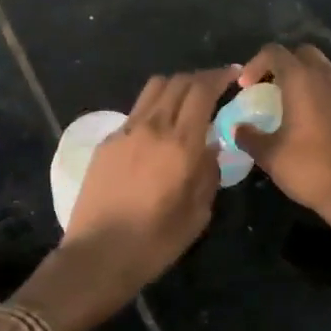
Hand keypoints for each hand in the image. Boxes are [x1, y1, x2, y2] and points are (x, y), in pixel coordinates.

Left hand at [60, 66, 239, 299]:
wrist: (97, 254)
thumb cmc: (155, 242)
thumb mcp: (197, 214)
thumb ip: (209, 174)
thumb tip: (211, 149)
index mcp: (180, 144)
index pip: (201, 91)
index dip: (219, 77)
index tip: (233, 76)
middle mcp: (152, 127)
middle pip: (178, 82)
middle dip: (200, 78)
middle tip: (215, 86)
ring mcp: (125, 132)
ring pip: (153, 89)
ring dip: (175, 86)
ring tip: (187, 101)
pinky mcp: (107, 142)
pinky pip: (136, 112)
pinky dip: (154, 108)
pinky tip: (159, 130)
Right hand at [232, 43, 330, 233]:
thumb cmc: (311, 170)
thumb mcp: (270, 156)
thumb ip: (249, 136)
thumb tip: (238, 128)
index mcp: (302, 81)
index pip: (275, 52)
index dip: (255, 64)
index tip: (245, 87)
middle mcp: (328, 78)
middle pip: (303, 53)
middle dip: (282, 64)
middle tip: (269, 89)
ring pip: (324, 69)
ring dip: (304, 78)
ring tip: (291, 105)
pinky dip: (322, 93)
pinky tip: (315, 122)